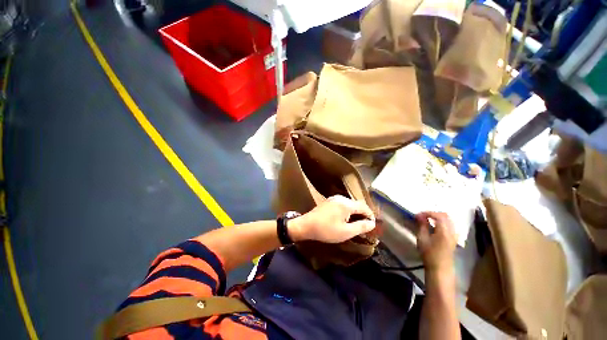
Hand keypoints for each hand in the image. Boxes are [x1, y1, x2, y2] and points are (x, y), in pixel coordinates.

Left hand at [289, 195, 375, 242]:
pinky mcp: (328, 201)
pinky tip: (345, 219)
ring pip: (349, 204)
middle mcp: (341, 198)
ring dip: (354, 212)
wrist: (306, 225)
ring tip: (355, 224)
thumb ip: (361, 227)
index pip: (364, 206)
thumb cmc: (326, 230)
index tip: (372, 225)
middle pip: (356, 204)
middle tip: (364, 226)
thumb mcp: (345, 232)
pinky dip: (347, 211)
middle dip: (362, 214)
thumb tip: (372, 223)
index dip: (370, 215)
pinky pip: (342, 204)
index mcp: (346, 204)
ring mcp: (333, 198)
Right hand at [415, 212, 456, 271]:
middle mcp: (452, 231)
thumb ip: (422, 225)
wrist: (440, 268)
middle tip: (423, 216)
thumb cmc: (429, 254)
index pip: (438, 216)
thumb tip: (419, 216)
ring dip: (438, 217)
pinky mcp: (454, 239)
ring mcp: (454, 235)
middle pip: (446, 216)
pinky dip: (442, 222)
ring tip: (428, 220)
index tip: (418, 215)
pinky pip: (450, 225)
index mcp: (444, 231)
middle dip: (433, 213)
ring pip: (449, 220)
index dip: (427, 213)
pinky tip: (435, 226)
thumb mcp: (422, 238)